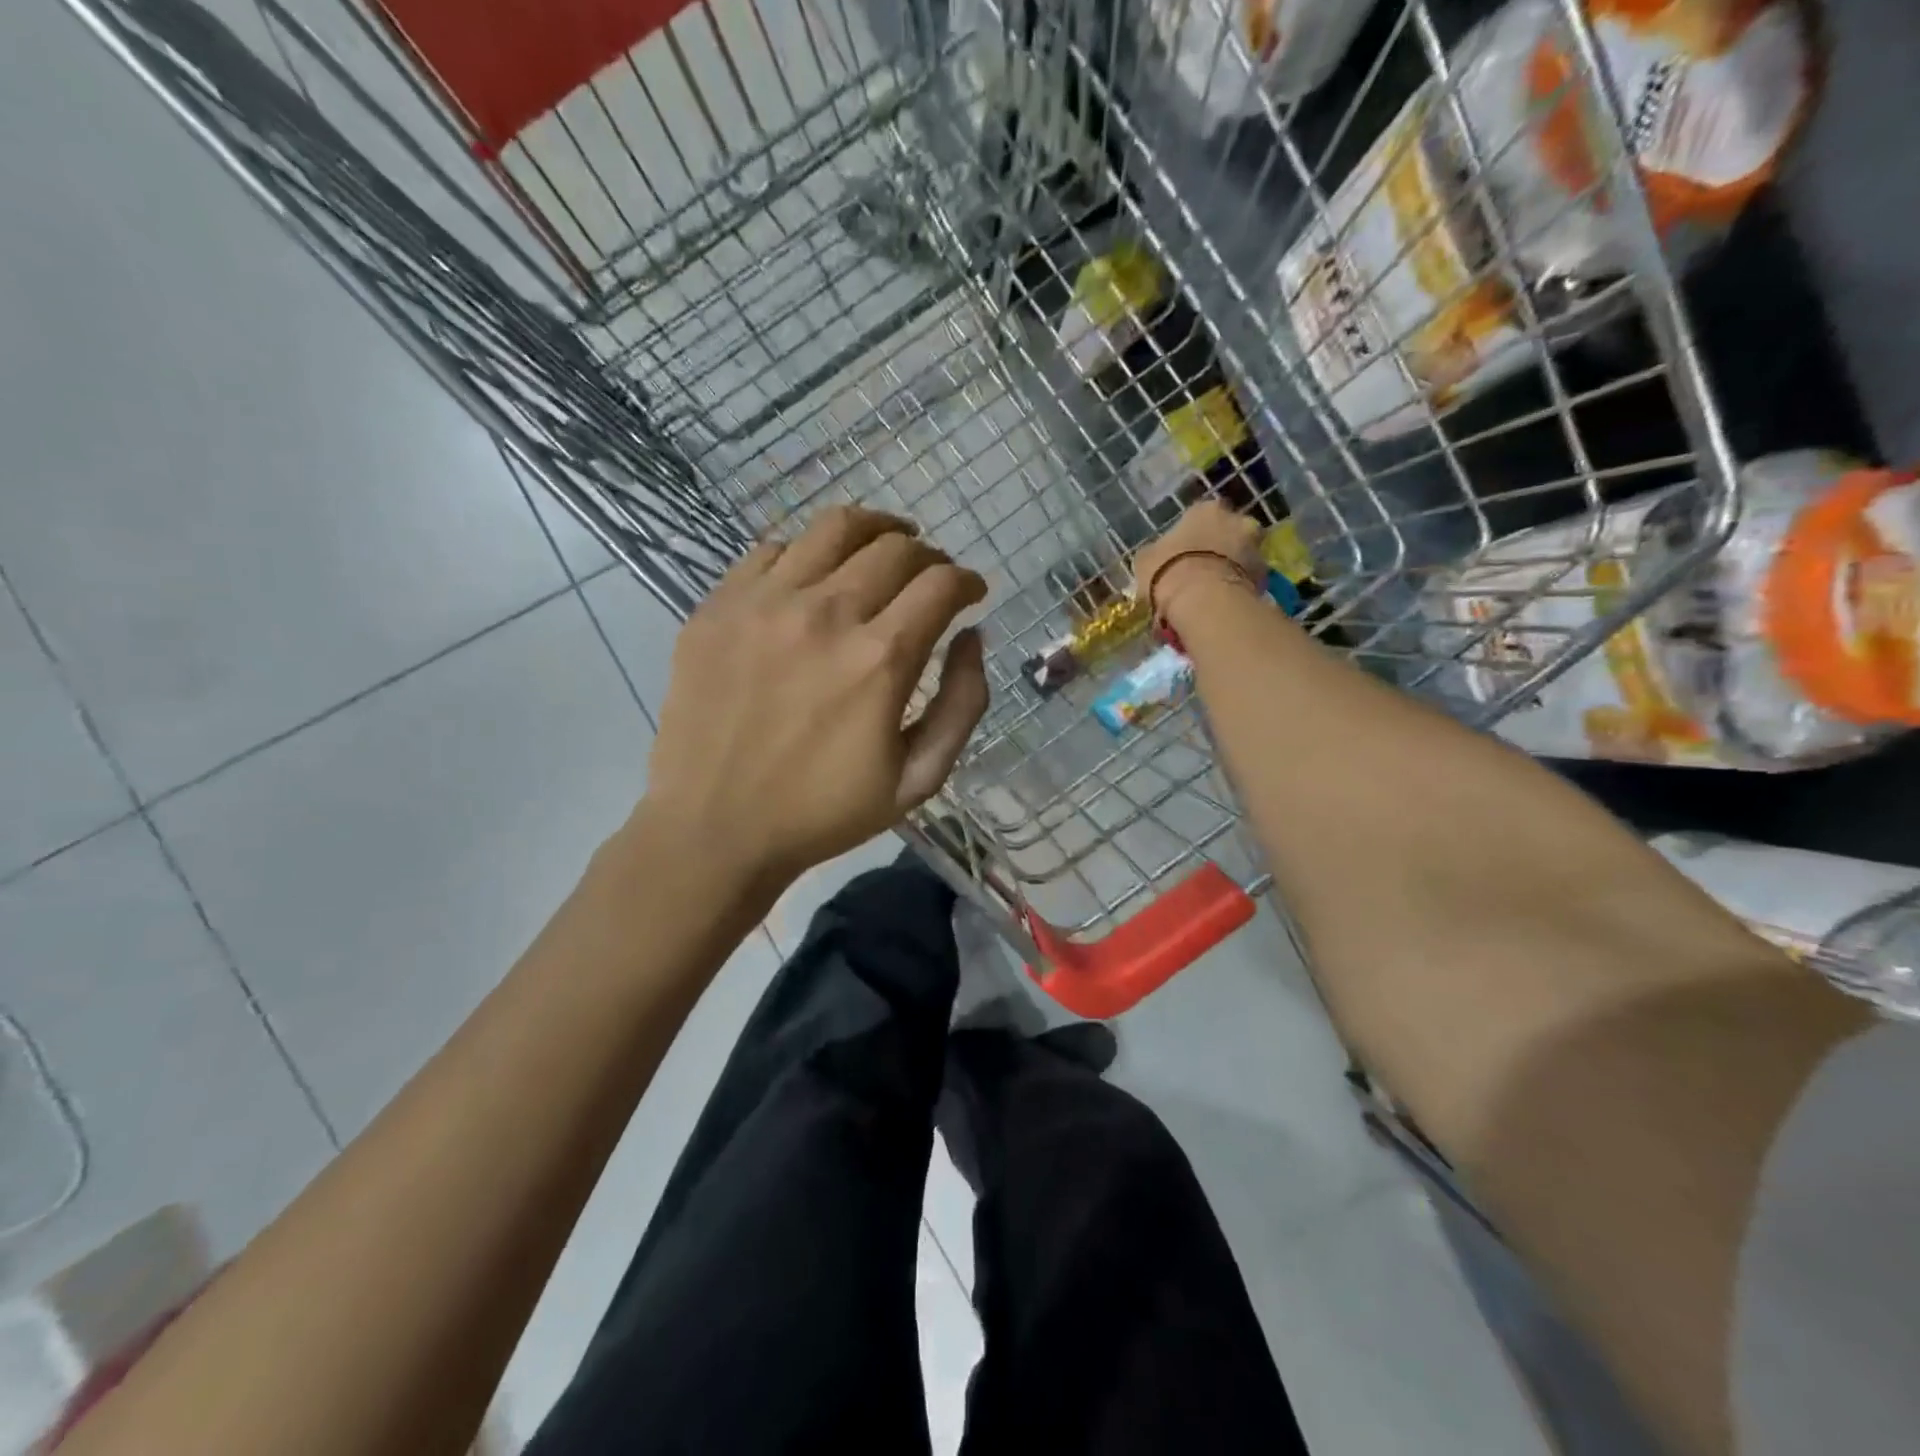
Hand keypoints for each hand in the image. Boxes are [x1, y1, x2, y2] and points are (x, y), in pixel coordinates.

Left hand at [640, 507, 989, 888]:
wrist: (715, 829)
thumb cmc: (824, 812)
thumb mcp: (919, 779)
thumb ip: (962, 704)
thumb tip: (972, 636)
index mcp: (879, 659)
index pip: (940, 583)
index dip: (967, 580)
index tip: (971, 592)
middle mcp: (825, 613)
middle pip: (894, 547)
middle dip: (928, 555)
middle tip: (930, 576)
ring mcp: (763, 603)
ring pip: (833, 528)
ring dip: (874, 530)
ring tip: (884, 545)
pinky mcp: (718, 607)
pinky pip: (772, 550)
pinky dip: (807, 553)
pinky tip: (814, 576)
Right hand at [1131, 499, 1264, 627]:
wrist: (1202, 599)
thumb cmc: (1167, 570)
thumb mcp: (1146, 559)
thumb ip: (1157, 552)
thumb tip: (1157, 556)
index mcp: (1206, 509)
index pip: (1201, 515)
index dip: (1192, 534)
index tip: (1182, 552)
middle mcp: (1237, 520)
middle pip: (1230, 531)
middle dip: (1220, 547)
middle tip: (1202, 570)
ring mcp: (1255, 547)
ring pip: (1243, 556)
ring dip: (1232, 567)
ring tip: (1213, 591)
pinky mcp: (1266, 577)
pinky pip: (1250, 580)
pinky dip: (1240, 588)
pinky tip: (1223, 603)